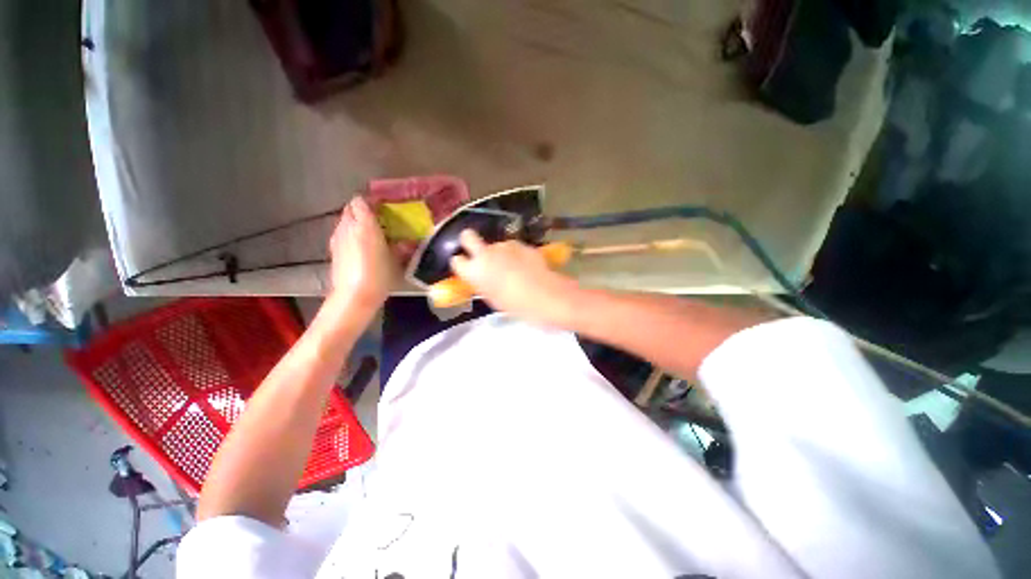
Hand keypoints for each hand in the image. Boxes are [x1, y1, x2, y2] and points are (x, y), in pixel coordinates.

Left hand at [328, 197, 396, 308]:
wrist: (354, 296)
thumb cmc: (378, 275)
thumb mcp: (396, 261)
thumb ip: (402, 247)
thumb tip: (409, 242)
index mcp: (364, 225)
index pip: (361, 201)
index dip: (372, 201)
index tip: (385, 207)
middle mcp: (347, 226)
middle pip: (350, 208)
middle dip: (363, 209)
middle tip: (380, 219)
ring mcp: (337, 237)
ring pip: (345, 220)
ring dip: (356, 221)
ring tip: (371, 233)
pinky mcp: (333, 248)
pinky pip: (341, 232)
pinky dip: (350, 232)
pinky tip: (361, 246)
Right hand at [449, 230, 578, 325]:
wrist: (544, 294)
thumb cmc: (516, 304)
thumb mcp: (493, 298)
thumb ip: (482, 284)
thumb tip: (482, 278)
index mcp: (474, 271)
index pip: (456, 260)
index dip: (462, 263)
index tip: (467, 268)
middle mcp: (485, 253)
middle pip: (467, 236)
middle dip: (469, 240)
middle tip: (479, 253)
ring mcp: (504, 245)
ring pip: (495, 244)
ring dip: (499, 252)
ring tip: (512, 267)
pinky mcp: (520, 243)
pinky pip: (512, 247)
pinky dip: (515, 253)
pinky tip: (525, 265)